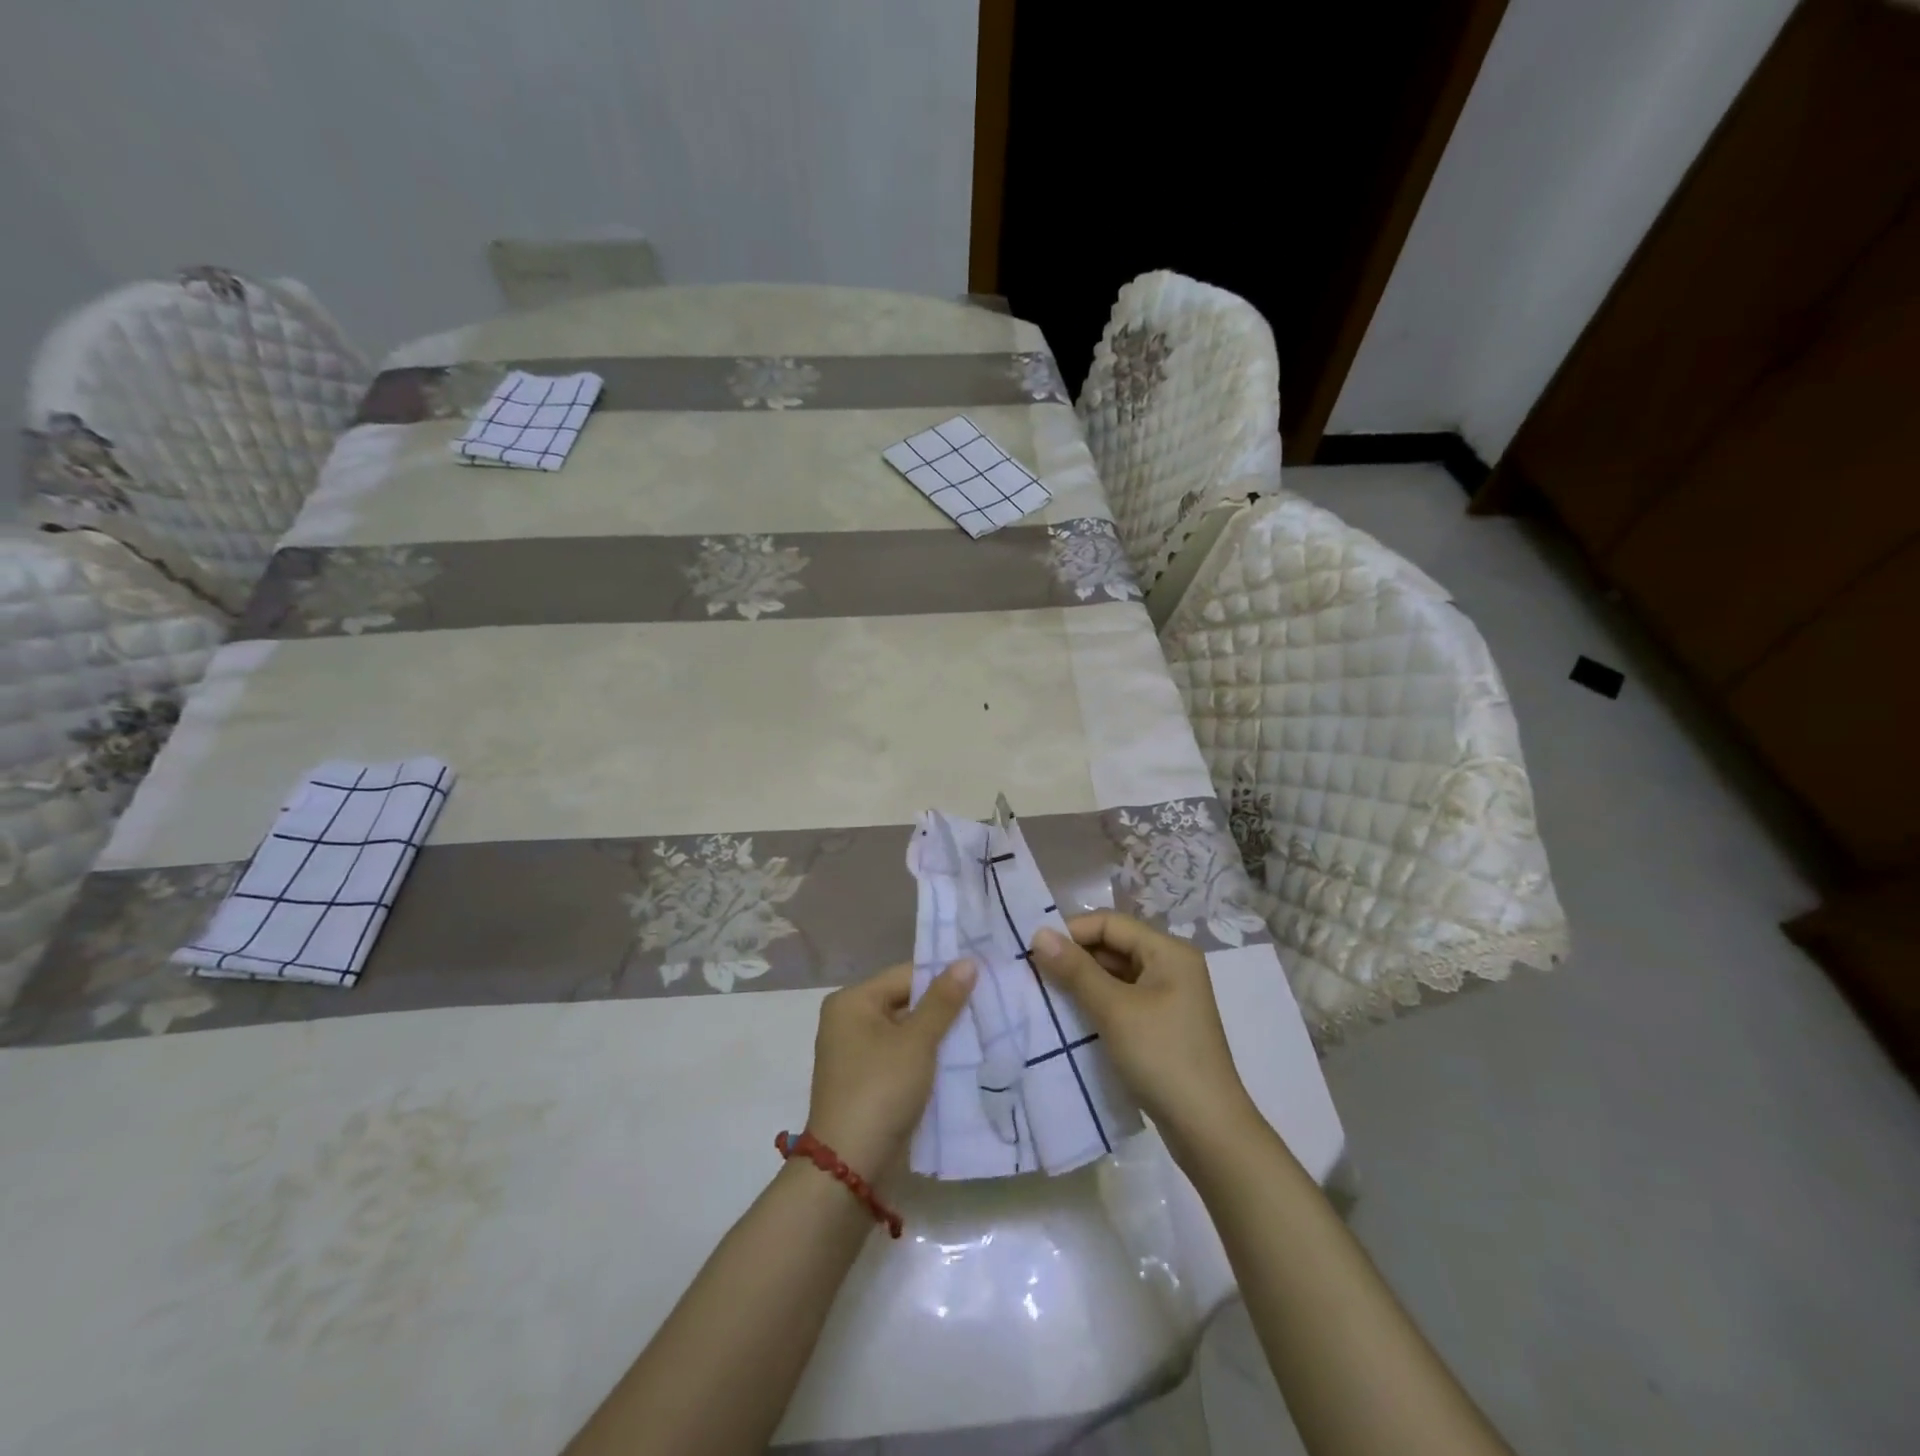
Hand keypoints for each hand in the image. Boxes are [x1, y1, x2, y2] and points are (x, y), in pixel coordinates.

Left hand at [803, 960, 975, 1175]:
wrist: (849, 1168)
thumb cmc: (881, 1090)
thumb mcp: (917, 1042)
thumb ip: (943, 1001)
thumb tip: (967, 961)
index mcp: (852, 1002)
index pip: (906, 976)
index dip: (944, 978)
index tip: (983, 982)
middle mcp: (849, 1021)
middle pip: (906, 1003)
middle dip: (944, 1010)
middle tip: (988, 1008)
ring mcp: (856, 1055)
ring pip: (907, 1034)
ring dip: (938, 1037)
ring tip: (982, 1033)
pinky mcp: (867, 1084)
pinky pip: (902, 1059)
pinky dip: (927, 1060)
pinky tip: (960, 1063)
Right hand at [1031, 912, 1257, 1160]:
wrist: (1208, 1130)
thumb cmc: (1162, 1057)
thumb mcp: (1114, 1010)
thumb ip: (1075, 970)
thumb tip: (1039, 933)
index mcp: (1168, 951)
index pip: (1110, 923)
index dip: (1071, 932)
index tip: (1034, 951)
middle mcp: (1171, 966)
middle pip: (1113, 946)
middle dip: (1074, 958)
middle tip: (1033, 974)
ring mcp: (1168, 997)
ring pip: (1115, 975)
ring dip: (1082, 983)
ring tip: (1045, 996)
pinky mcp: (1161, 1025)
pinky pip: (1121, 1000)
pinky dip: (1096, 1004)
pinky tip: (1070, 1019)